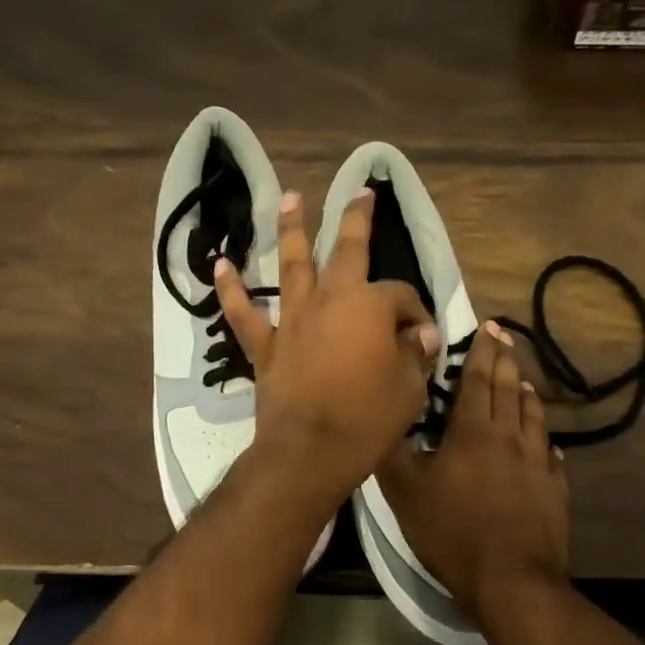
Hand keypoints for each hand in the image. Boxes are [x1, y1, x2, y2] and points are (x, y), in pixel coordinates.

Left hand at [214, 188, 440, 503]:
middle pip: (345, 249)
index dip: (416, 313)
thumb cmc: (367, 420)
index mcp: (370, 306)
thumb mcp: (409, 389)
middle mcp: (330, 300)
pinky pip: (244, 312)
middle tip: (360, 192)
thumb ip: (415, 355)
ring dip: (290, 229)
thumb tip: (422, 336)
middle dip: (356, 218)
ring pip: (291, 264)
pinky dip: (231, 289)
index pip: (401, 295)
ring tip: (289, 198)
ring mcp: (293, 319)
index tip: (423, 338)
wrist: (308, 453)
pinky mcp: (265, 345)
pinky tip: (221, 265)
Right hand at [377, 321, 570, 619]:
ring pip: (533, 415)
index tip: (489, 326)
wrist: (511, 580)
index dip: (482, 351)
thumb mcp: (405, 493)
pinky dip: (542, 437)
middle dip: (506, 360)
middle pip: (508, 389)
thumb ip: (393, 453)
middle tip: (506, 337)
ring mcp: (537, 462)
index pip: (478, 379)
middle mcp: (509, 437)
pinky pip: (549, 452)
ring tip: (523, 380)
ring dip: (526, 392)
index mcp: (473, 431)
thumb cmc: (452, 532)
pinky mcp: (555, 488)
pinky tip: (543, 441)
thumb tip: (385, 418)